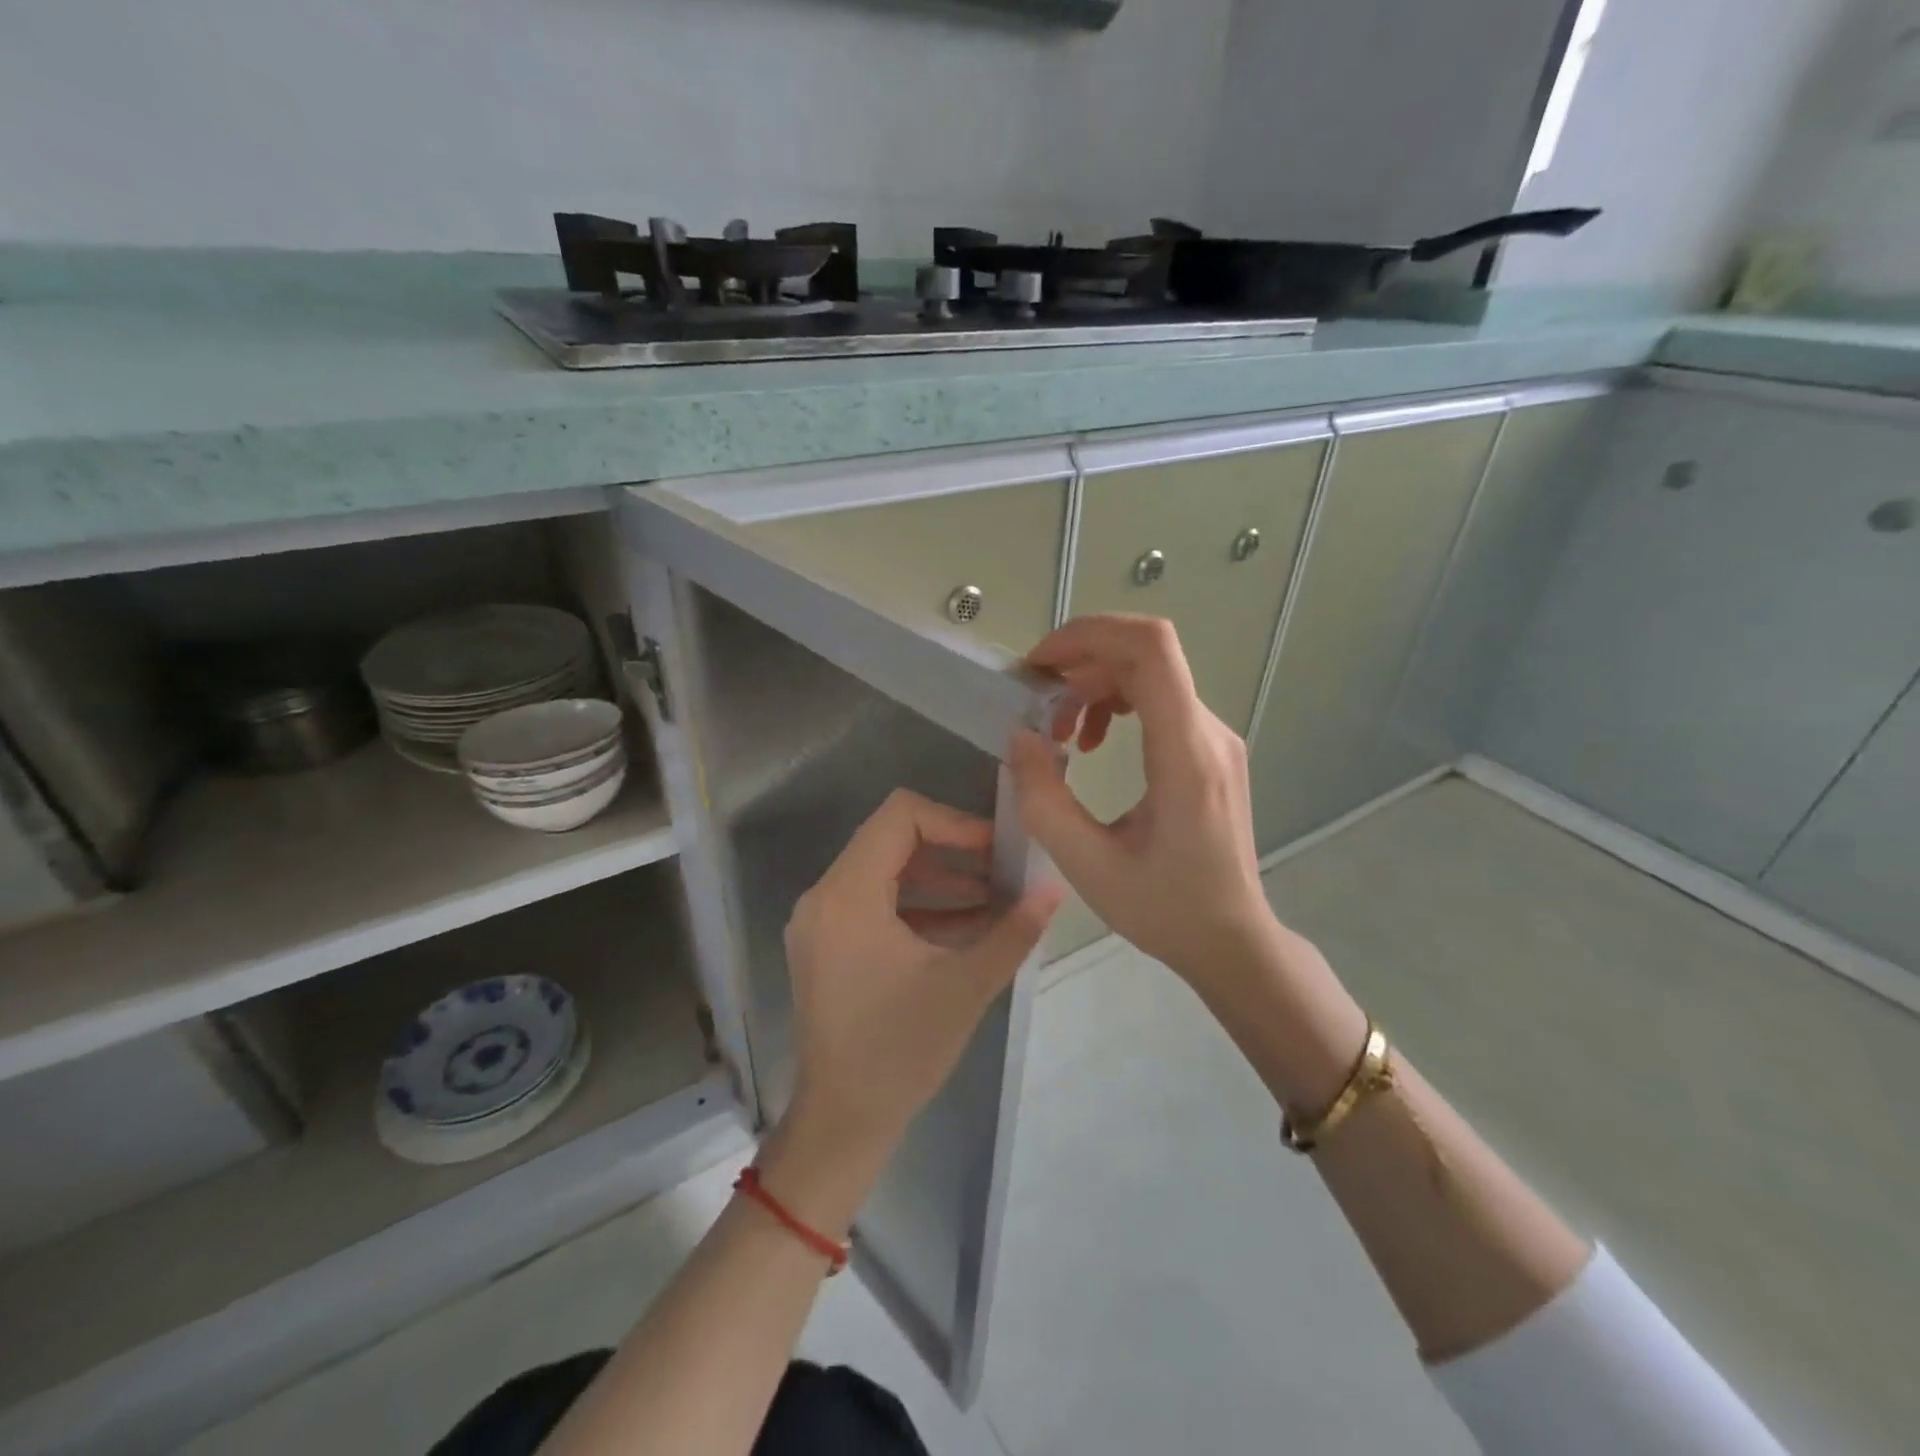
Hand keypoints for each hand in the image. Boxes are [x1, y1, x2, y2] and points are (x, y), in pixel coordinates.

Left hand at [777, 789, 1062, 1190]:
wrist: (843, 1123)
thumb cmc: (900, 1052)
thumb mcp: (966, 986)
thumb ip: (1013, 931)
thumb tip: (1055, 888)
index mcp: (847, 895)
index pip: (899, 816)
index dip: (954, 822)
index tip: (997, 847)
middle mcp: (825, 897)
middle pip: (892, 841)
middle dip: (955, 851)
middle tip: (1006, 869)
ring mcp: (823, 922)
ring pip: (888, 873)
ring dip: (942, 880)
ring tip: (999, 897)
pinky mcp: (829, 945)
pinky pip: (878, 904)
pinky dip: (922, 906)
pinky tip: (971, 925)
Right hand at [1008, 615, 1281, 990]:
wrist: (1233, 940)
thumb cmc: (1166, 909)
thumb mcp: (1088, 866)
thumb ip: (1043, 799)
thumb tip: (1018, 737)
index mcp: (1185, 754)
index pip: (1150, 648)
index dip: (1089, 634)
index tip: (1040, 664)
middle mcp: (1209, 732)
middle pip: (1144, 655)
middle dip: (1079, 665)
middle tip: (1036, 705)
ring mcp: (1215, 739)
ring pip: (1150, 675)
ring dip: (1094, 688)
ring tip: (1060, 735)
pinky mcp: (1210, 751)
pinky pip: (1160, 701)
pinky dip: (1117, 705)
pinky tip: (1093, 744)